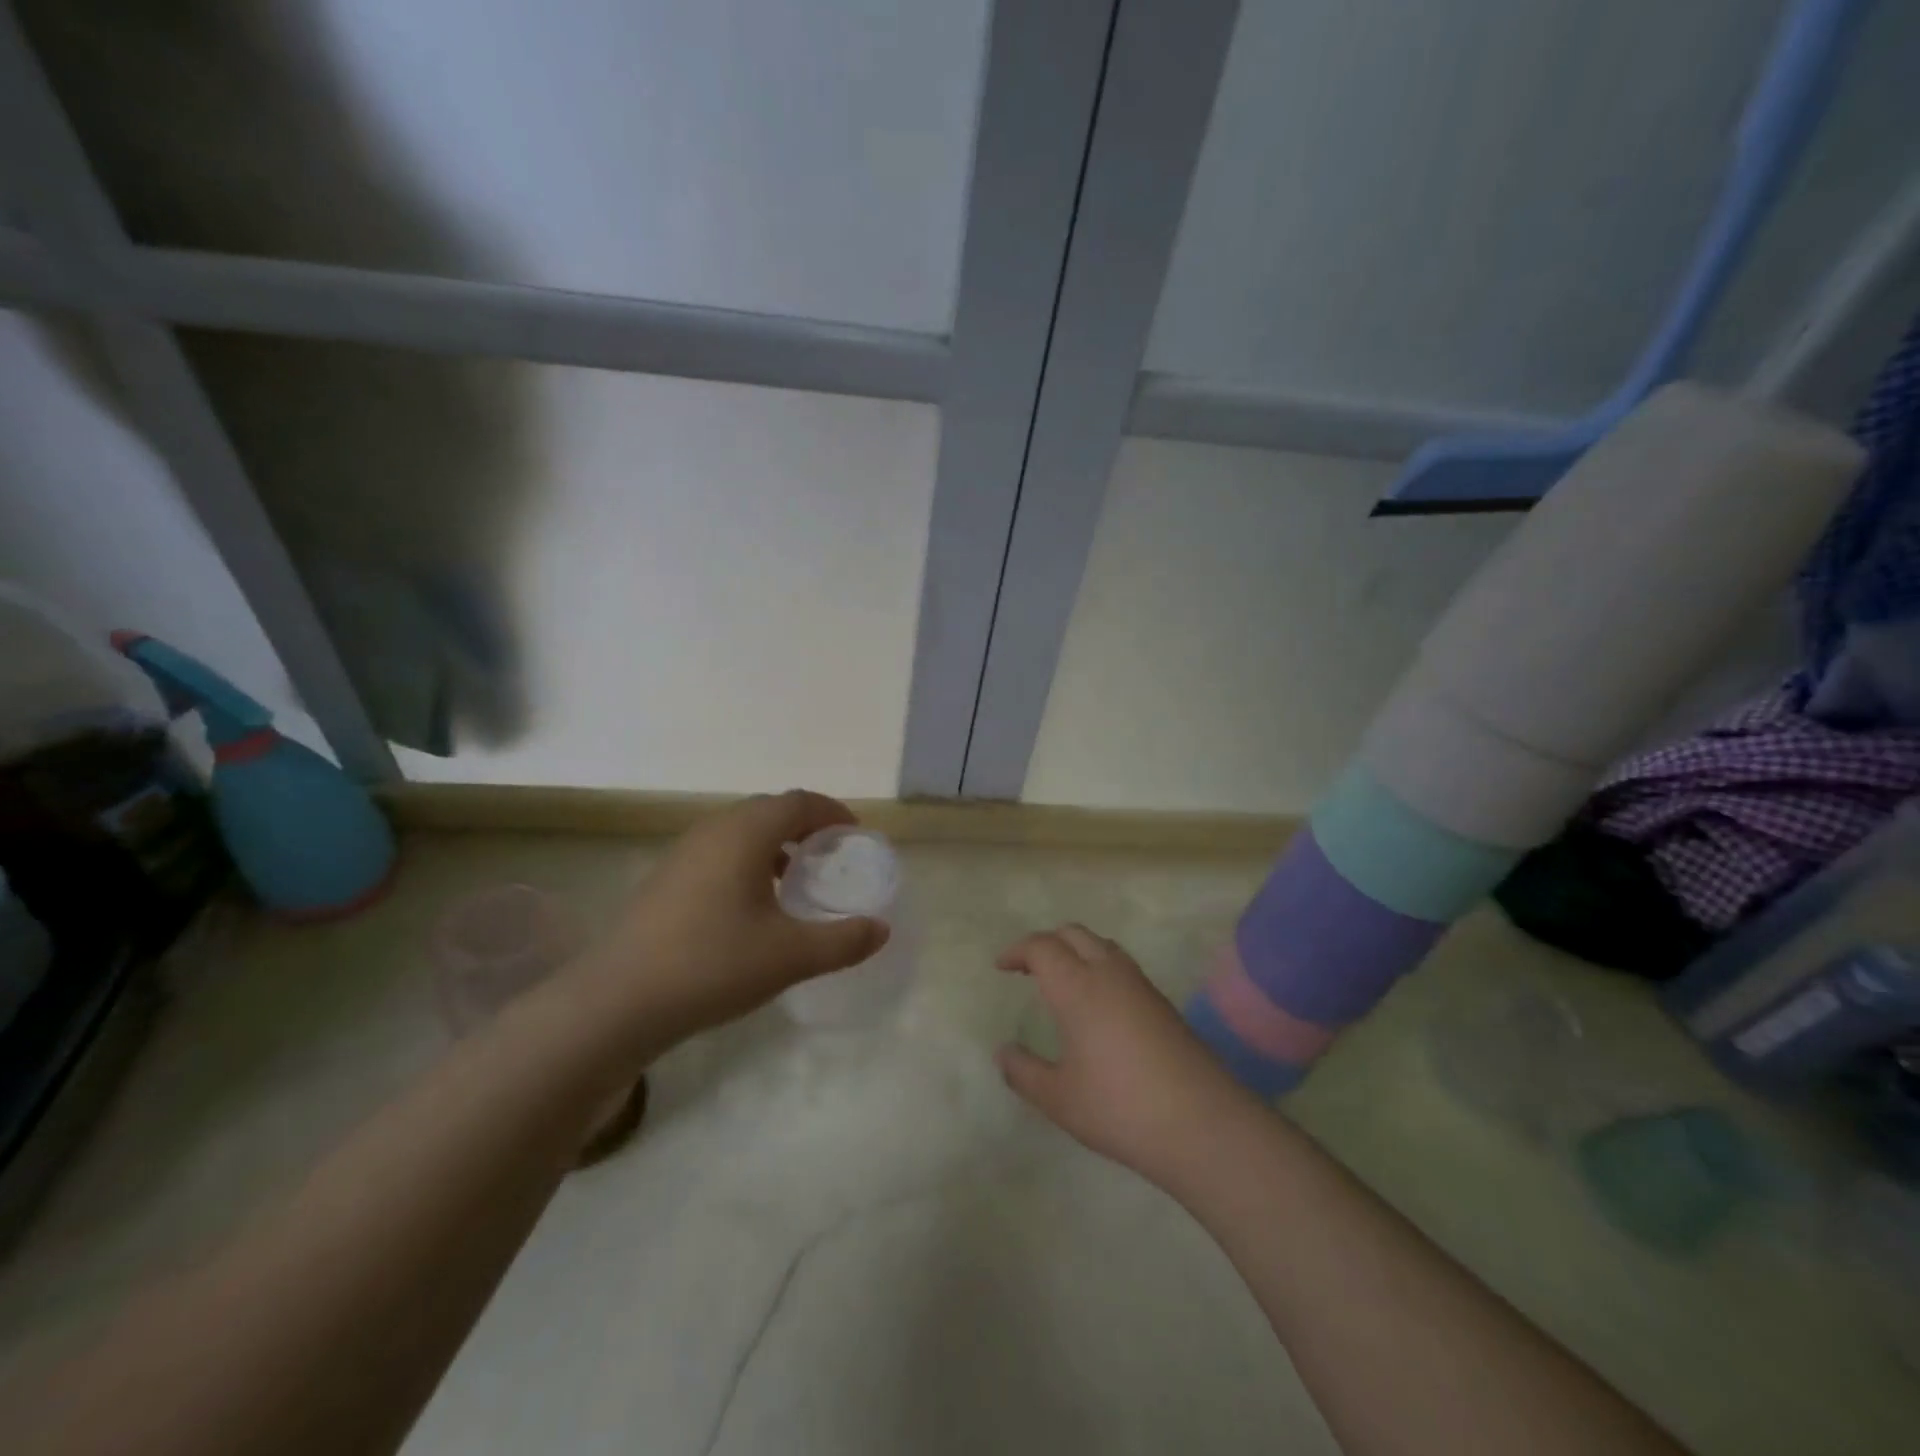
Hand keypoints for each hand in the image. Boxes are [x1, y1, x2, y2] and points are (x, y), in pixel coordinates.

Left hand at [574, 791, 888, 1041]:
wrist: (618, 1001)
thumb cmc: (713, 964)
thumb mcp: (790, 955)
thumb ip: (843, 940)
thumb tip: (880, 929)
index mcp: (746, 833)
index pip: (799, 802)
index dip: (832, 812)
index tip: (855, 835)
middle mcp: (714, 830)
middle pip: (770, 810)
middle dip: (806, 826)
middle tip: (831, 857)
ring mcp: (684, 852)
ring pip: (741, 831)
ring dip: (775, 844)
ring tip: (796, 880)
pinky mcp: (666, 878)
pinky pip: (719, 852)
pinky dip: (748, 862)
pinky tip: (753, 906)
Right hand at [996, 924, 1260, 1186]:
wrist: (1203, 1124)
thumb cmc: (1120, 1108)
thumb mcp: (1060, 1099)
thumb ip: (1024, 1073)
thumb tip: (1004, 1052)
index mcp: (1077, 987)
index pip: (1042, 947)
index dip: (1018, 951)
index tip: (1002, 966)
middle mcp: (1109, 974)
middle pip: (1073, 934)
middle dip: (1046, 943)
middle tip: (1028, 967)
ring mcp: (1141, 986)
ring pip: (1102, 945)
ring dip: (1076, 950)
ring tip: (1061, 979)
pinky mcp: (1162, 1003)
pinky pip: (1122, 966)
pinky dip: (1099, 966)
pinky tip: (1098, 1004)